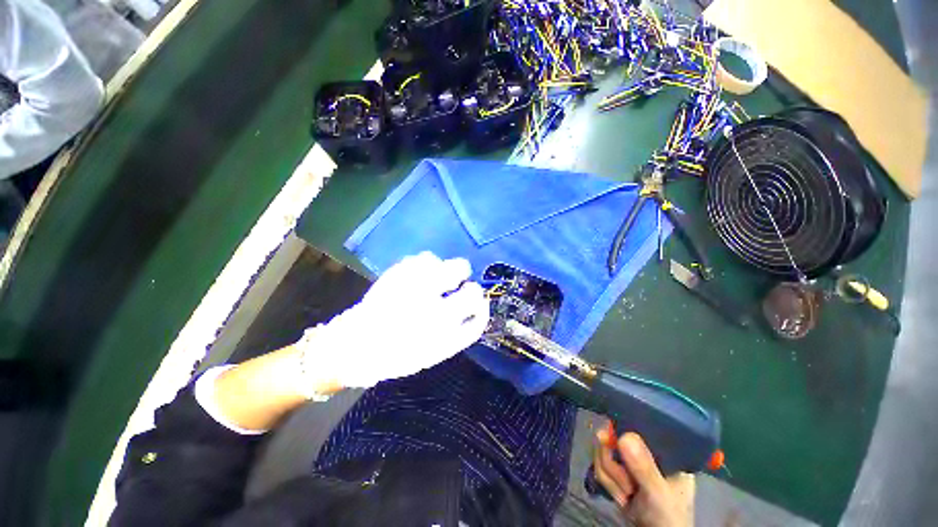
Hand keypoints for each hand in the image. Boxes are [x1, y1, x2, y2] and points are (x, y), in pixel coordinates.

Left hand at [298, 251, 489, 387]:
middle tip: (455, 289)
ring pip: (450, 265)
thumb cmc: (398, 354)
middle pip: (468, 281)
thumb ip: (462, 331)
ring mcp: (416, 285)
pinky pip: (425, 258)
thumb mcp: (436, 352)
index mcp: (443, 328)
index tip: (476, 301)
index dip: (480, 301)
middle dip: (467, 283)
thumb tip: (479, 307)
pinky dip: (428, 265)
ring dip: (447, 273)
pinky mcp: (399, 272)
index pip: (477, 306)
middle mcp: (434, 304)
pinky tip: (420, 275)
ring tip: (435, 281)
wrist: (354, 346)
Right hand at [594, 428, 694, 526]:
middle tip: (626, 485)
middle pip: (612, 437)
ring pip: (602, 451)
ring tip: (626, 496)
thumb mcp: (659, 493)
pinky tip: (621, 498)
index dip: (619, 428)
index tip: (608, 439)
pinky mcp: (618, 472)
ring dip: (610, 478)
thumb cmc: (668, 517)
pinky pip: (599, 464)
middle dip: (612, 463)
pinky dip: (606, 483)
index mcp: (662, 448)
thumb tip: (623, 435)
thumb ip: (643, 467)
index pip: (636, 424)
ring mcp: (629, 462)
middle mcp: (643, 450)